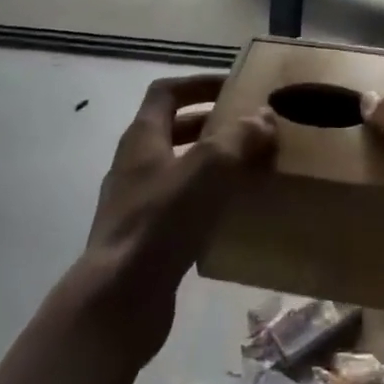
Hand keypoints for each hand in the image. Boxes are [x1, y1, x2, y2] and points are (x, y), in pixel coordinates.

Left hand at [79, 74, 275, 365]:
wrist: (119, 300)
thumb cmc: (162, 220)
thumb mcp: (208, 168)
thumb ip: (238, 137)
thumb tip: (264, 116)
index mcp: (142, 137)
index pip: (166, 92)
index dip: (198, 84)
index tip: (233, 87)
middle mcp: (135, 165)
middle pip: (173, 130)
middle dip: (212, 126)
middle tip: (250, 130)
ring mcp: (137, 204)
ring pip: (179, 171)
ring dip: (212, 165)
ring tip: (250, 170)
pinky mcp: (145, 240)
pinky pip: (180, 208)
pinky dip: (207, 203)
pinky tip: (234, 216)